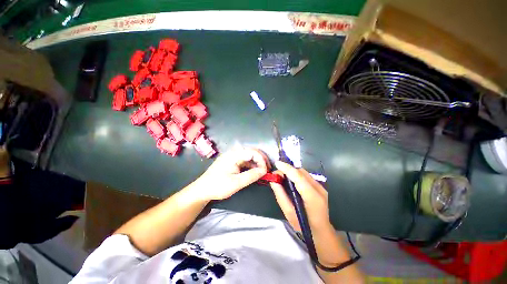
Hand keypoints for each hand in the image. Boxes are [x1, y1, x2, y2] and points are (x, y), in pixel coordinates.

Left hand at [191, 147, 269, 200]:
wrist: (202, 190)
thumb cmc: (218, 186)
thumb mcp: (237, 183)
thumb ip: (251, 176)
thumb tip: (264, 171)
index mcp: (233, 155)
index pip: (253, 152)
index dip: (262, 160)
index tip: (267, 171)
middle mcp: (232, 154)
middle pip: (251, 152)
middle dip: (261, 160)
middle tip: (267, 171)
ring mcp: (230, 158)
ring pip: (247, 157)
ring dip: (256, 164)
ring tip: (262, 173)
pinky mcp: (229, 163)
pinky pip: (243, 161)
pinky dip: (250, 166)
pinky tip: (253, 174)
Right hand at [270, 161, 330, 231]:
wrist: (320, 230)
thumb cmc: (304, 225)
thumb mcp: (289, 213)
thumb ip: (281, 196)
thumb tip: (274, 182)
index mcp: (312, 196)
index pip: (299, 177)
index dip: (287, 169)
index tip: (277, 163)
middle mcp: (319, 188)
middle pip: (302, 173)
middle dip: (289, 170)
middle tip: (277, 176)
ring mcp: (322, 188)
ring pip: (306, 174)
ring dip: (294, 174)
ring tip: (283, 179)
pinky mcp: (321, 189)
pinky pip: (308, 179)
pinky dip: (299, 178)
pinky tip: (293, 184)